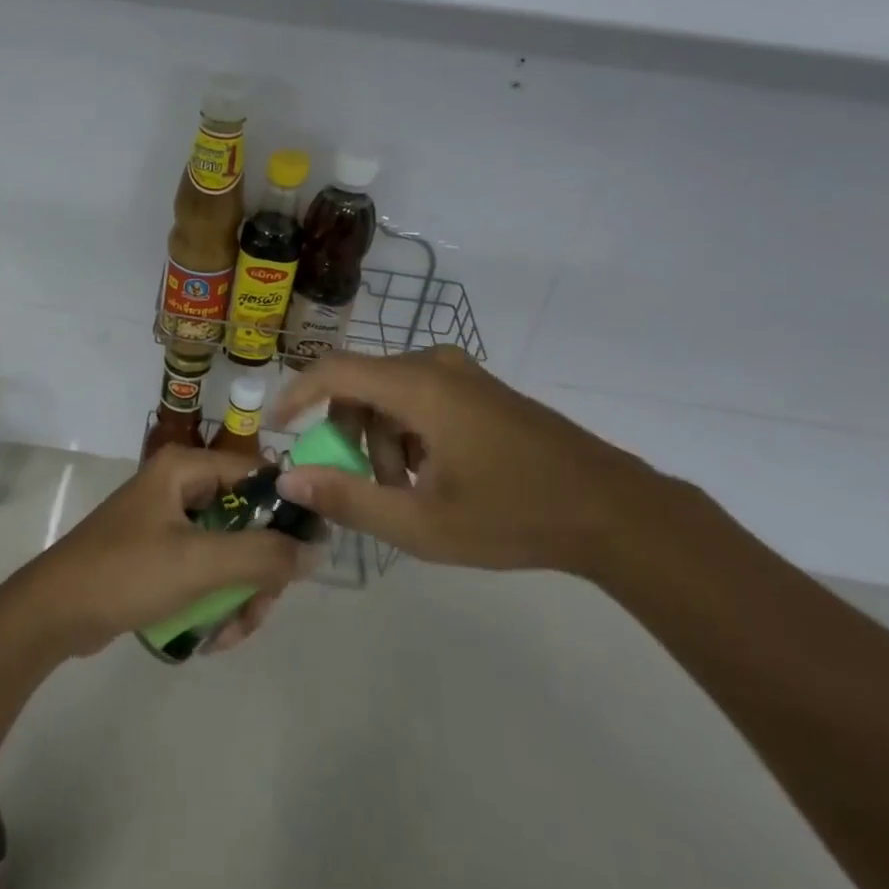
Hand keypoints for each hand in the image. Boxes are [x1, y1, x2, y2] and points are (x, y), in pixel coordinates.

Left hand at [18, 447, 321, 657]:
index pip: (257, 474)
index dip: (286, 510)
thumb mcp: (200, 563)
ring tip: (231, 634)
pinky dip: (215, 600)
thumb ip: (263, 555)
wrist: (54, 613)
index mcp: (184, 469)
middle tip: (258, 610)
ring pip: (228, 551)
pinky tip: (211, 637)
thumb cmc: (127, 573)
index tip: (305, 556)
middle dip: (258, 571)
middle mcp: (179, 486)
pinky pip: (205, 570)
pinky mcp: (159, 554)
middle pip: (246, 520)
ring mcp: (167, 521)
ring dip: (239, 594)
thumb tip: (316, 548)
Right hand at [272, 346, 656, 576]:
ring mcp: (462, 374)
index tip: (275, 427)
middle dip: (350, 436)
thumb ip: (349, 498)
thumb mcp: (422, 523)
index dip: (295, 394)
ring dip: (382, 440)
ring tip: (409, 492)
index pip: (333, 371)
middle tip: (368, 487)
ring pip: (390, 394)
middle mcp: (435, 365)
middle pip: (361, 386)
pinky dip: (408, 433)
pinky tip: (435, 476)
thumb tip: (289, 477)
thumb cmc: (514, 516)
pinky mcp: (480, 389)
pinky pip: (420, 397)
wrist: (614, 510)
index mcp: (418, 387)